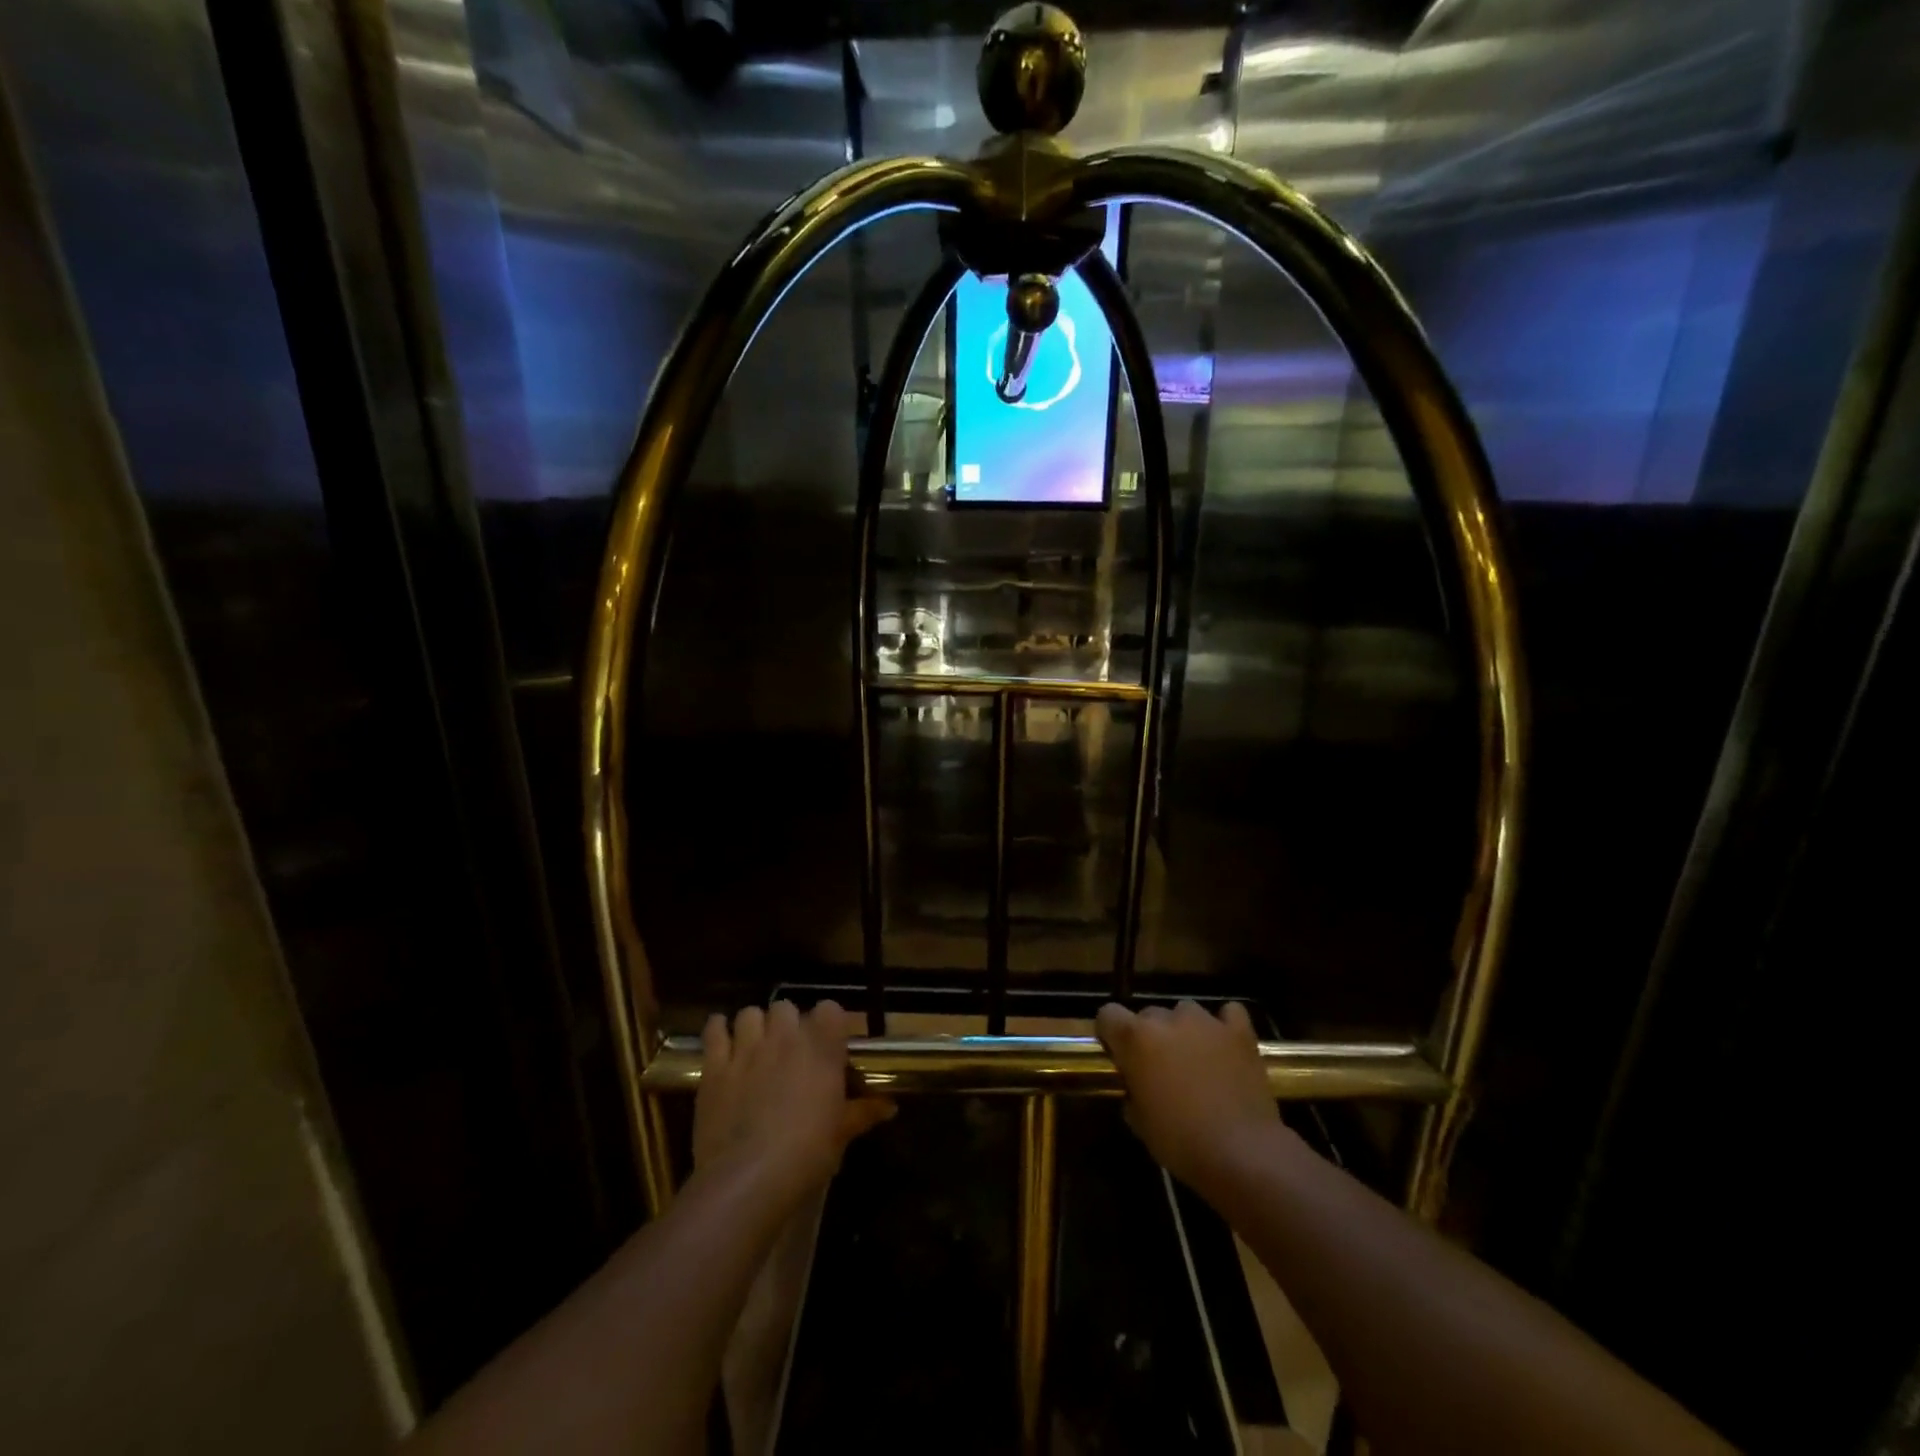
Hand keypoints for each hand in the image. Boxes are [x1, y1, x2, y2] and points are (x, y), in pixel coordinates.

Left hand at [693, 1000, 893, 1204]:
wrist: (747, 1180)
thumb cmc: (805, 1156)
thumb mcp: (841, 1135)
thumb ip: (863, 1113)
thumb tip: (889, 1107)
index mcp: (821, 1049)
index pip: (830, 1009)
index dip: (829, 1024)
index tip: (829, 1044)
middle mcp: (785, 1038)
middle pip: (786, 1007)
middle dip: (788, 1024)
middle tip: (790, 1051)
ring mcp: (747, 1049)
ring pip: (750, 1013)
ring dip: (755, 1026)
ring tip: (756, 1047)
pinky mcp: (715, 1066)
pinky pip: (714, 1030)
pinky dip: (718, 1030)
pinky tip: (723, 1042)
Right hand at [1096, 1000, 1280, 1194]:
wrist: (1241, 1152)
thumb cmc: (1180, 1141)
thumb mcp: (1139, 1122)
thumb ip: (1131, 1091)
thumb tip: (1136, 1086)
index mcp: (1135, 1038)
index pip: (1108, 1014)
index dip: (1110, 1033)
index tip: (1117, 1054)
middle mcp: (1167, 1019)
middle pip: (1149, 1014)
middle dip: (1150, 1036)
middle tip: (1160, 1068)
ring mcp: (1206, 1022)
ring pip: (1186, 1011)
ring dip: (1184, 1031)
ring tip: (1195, 1059)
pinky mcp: (1239, 1032)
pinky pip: (1229, 1013)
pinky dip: (1224, 1025)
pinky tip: (1225, 1045)